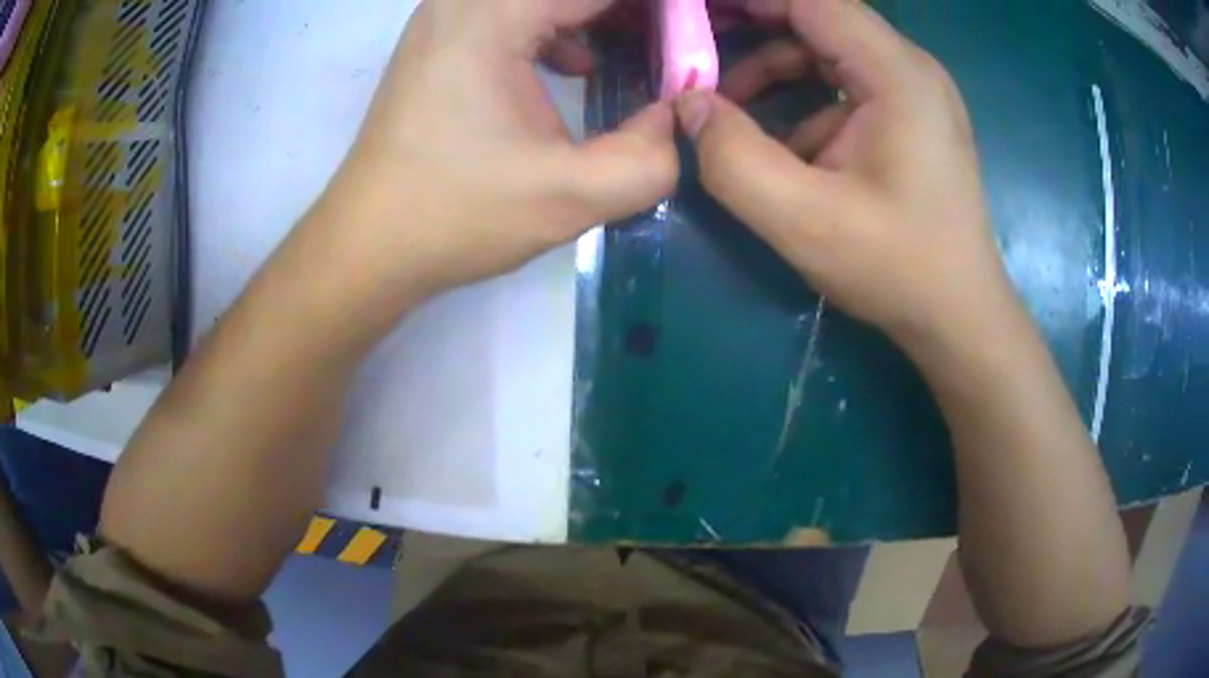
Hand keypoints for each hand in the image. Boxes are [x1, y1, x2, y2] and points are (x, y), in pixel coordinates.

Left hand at [313, 0, 677, 312]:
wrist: (367, 243)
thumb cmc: (454, 216)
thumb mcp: (569, 197)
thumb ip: (650, 159)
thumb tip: (676, 118)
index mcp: (491, 17)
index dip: (660, 5)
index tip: (691, 33)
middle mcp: (464, 1)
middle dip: (626, 11)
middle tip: (669, 43)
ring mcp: (446, 16)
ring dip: (594, 14)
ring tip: (638, 46)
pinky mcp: (441, 38)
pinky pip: (514, 9)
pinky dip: (558, 23)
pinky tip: (574, 65)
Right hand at [678, 0, 1017, 348]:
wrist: (959, 316)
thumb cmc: (897, 269)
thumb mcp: (803, 221)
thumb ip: (733, 158)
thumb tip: (689, 104)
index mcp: (897, 75)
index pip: (812, 0)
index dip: (750, 0)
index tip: (694, 13)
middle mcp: (911, 69)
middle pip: (820, 16)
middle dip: (753, 23)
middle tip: (695, 46)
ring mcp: (915, 92)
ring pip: (830, 49)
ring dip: (775, 67)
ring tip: (730, 107)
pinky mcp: (912, 117)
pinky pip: (846, 83)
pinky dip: (806, 99)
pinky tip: (788, 146)